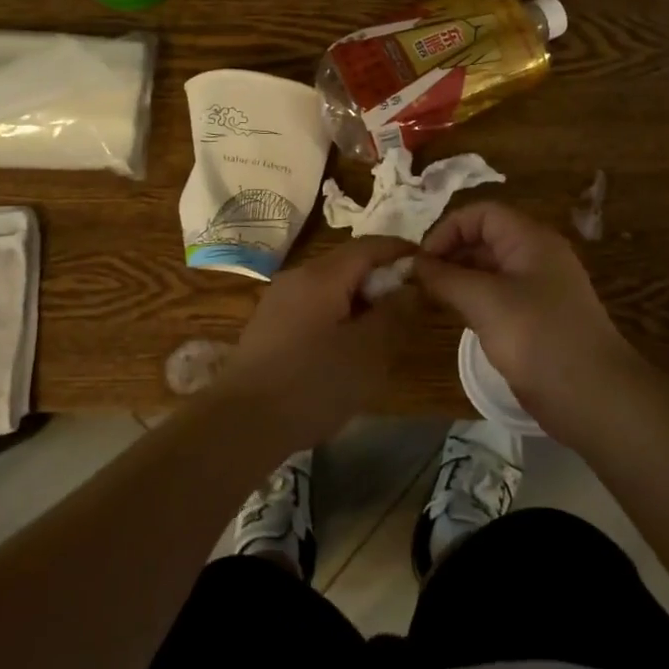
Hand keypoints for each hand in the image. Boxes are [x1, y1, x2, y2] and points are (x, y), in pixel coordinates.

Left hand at [212, 236, 420, 452]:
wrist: (241, 423)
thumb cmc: (313, 383)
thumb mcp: (368, 351)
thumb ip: (394, 313)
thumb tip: (410, 287)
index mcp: (323, 275)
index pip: (370, 245)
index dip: (401, 251)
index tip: (427, 266)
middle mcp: (298, 277)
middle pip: (348, 264)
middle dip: (381, 279)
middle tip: (408, 307)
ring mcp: (278, 301)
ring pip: (330, 287)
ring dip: (359, 301)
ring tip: (381, 332)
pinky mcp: (268, 326)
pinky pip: (312, 307)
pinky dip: (337, 315)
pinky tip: (345, 349)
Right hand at [416, 202, 642, 442]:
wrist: (592, 396)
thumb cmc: (537, 337)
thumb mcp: (484, 301)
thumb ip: (445, 278)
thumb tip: (413, 263)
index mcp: (530, 239)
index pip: (481, 214)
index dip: (448, 229)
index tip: (420, 260)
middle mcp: (536, 256)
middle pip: (485, 238)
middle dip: (450, 253)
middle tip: (418, 281)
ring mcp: (539, 289)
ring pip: (490, 269)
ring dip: (459, 278)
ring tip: (429, 298)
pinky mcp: (537, 318)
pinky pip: (499, 296)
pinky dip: (474, 300)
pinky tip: (455, 317)